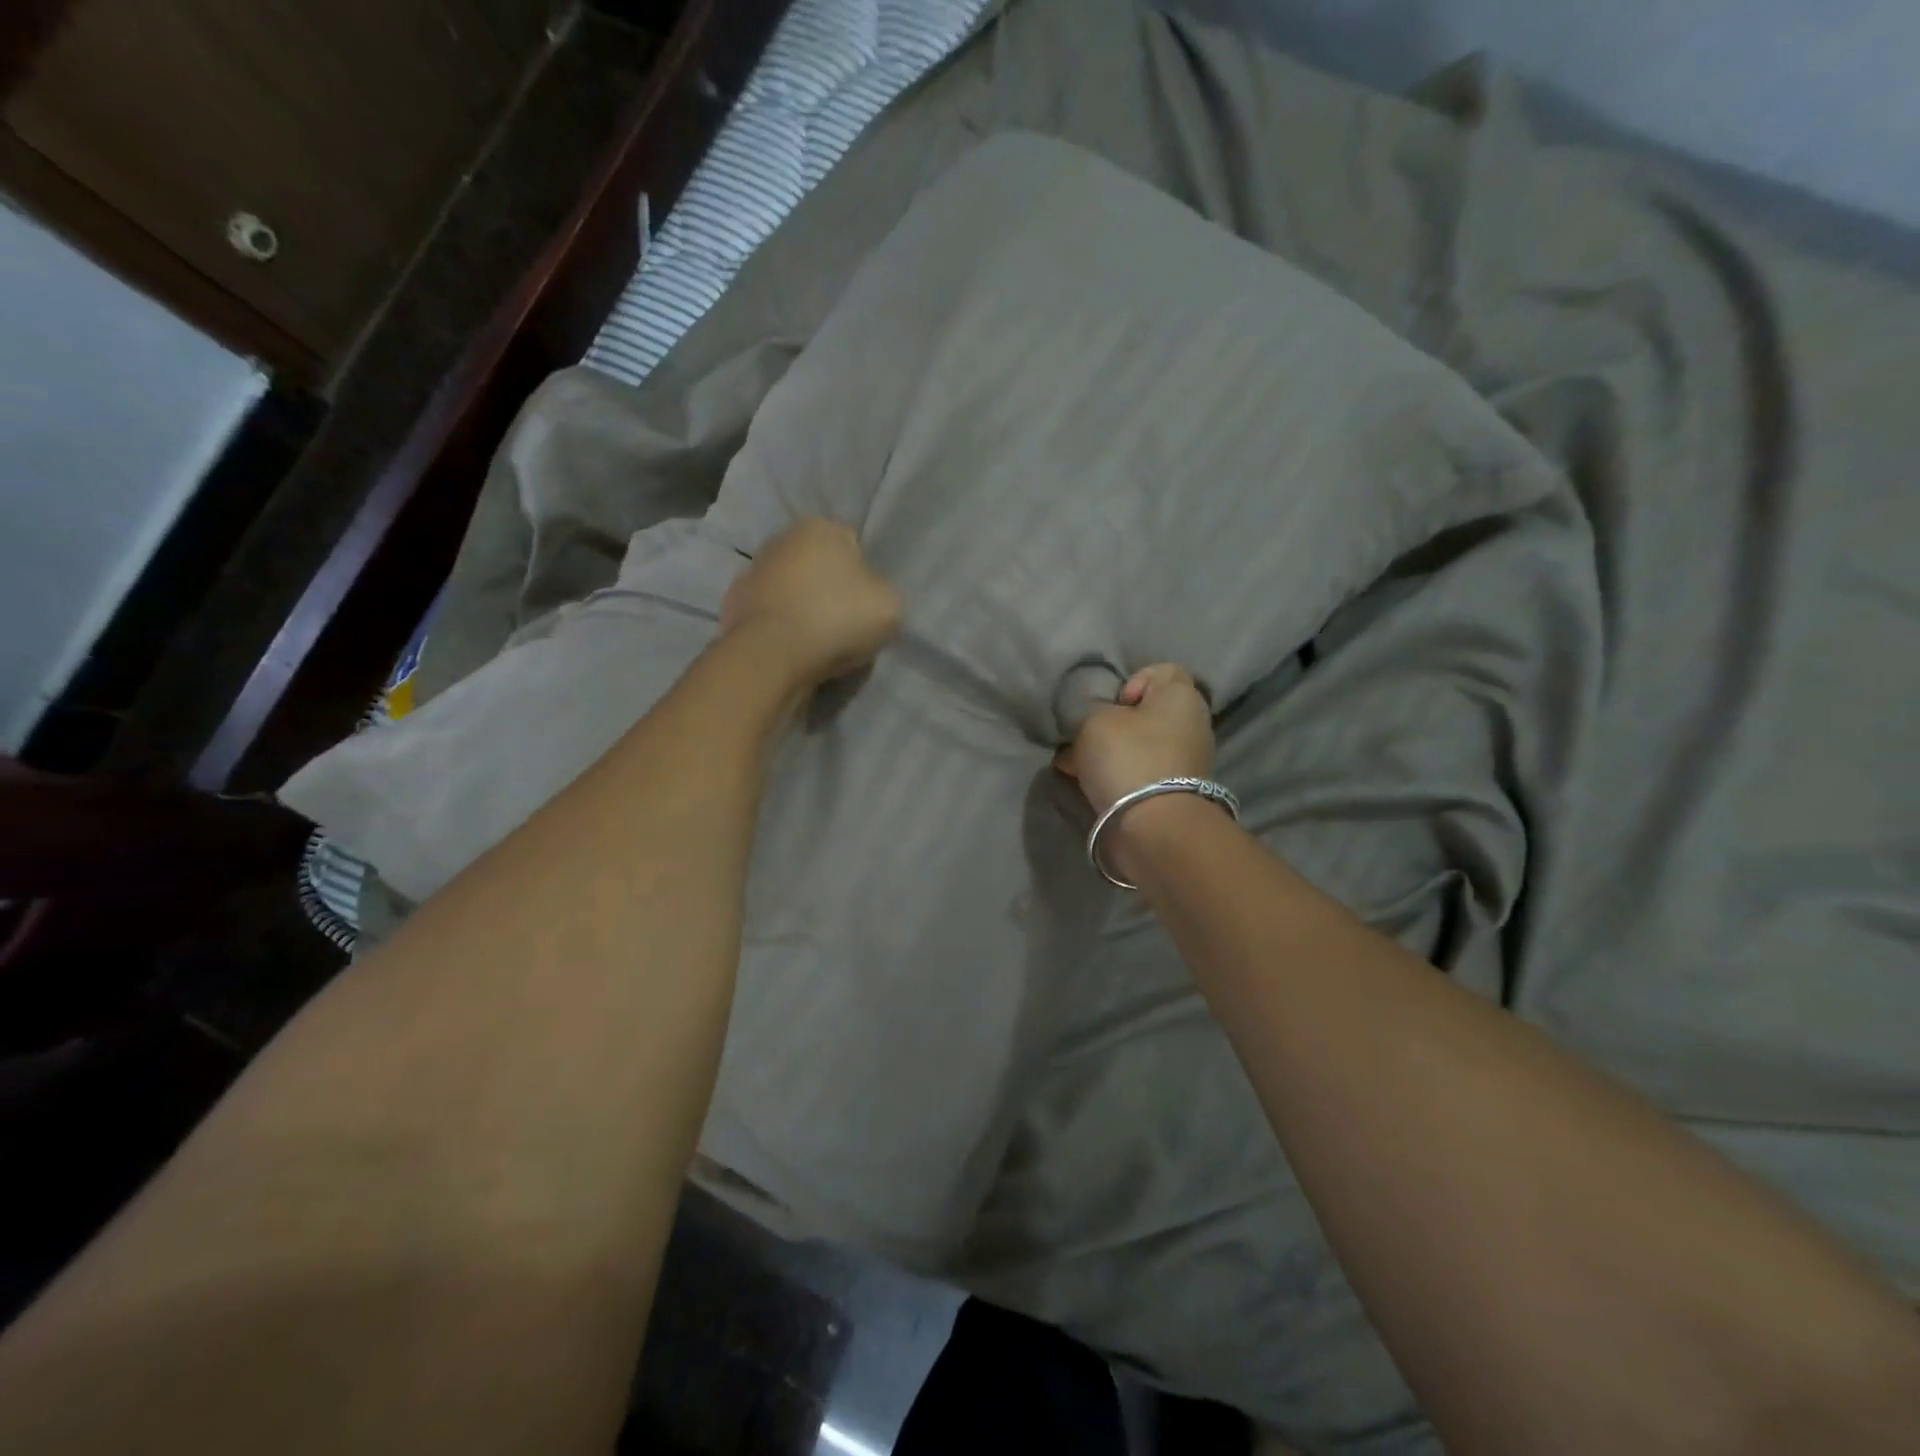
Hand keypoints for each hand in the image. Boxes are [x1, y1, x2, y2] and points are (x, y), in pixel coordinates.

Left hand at [721, 518, 900, 688]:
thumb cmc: (836, 618)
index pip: (852, 545)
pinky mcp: (733, 605)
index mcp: (820, 527)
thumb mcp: (888, 605)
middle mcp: (782, 538)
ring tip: (817, 641)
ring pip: (791, 590)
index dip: (863, 576)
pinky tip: (792, 648)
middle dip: (829, 588)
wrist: (771, 655)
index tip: (866, 604)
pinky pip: (771, 615)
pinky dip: (780, 627)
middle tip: (843, 623)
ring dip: (802, 607)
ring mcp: (752, 571)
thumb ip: (882, 591)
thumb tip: (869, 595)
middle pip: (818, 565)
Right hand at [1055, 663, 1214, 816]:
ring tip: (1074, 764)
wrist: (1152, 827)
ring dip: (1107, 753)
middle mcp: (1190, 726)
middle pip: (1144, 714)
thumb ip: (1091, 712)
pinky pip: (1135, 774)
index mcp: (1182, 698)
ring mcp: (1183, 763)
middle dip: (1111, 724)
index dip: (1131, 681)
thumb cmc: (1128, 758)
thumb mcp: (1095, 720)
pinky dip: (1113, 777)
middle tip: (1084, 736)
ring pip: (1136, 746)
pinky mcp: (1169, 794)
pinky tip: (1084, 784)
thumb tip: (1094, 724)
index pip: (1162, 671)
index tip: (1110, 704)